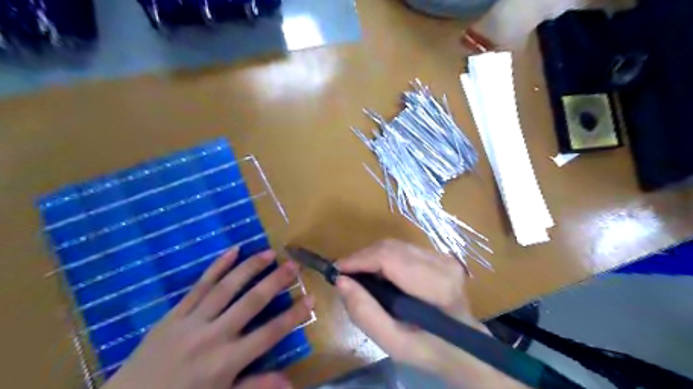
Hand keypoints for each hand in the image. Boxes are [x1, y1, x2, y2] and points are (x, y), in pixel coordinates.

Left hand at [102, 248, 314, 388]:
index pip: (269, 334)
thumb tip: (291, 382)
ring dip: (250, 268)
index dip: (293, 316)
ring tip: (269, 252)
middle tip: (293, 265)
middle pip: (251, 303)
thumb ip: (255, 386)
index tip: (311, 299)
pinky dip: (217, 266)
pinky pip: (199, 286)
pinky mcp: (174, 314)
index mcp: (226, 362)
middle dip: (275, 282)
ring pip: (226, 288)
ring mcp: (191, 322)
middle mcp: (213, 336)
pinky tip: (232, 250)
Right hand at [335, 240, 525, 388]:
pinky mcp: (440, 255)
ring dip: (373, 256)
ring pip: (396, 245)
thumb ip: (365, 313)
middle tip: (345, 274)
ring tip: (359, 274)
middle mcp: (442, 264)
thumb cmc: (429, 348)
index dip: (359, 259)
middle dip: (363, 257)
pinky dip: (385, 257)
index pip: (389, 258)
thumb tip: (341, 282)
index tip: (337, 269)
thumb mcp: (393, 342)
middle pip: (391, 247)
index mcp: (435, 286)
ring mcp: (443, 257)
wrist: (464, 346)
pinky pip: (404, 248)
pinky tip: (379, 273)